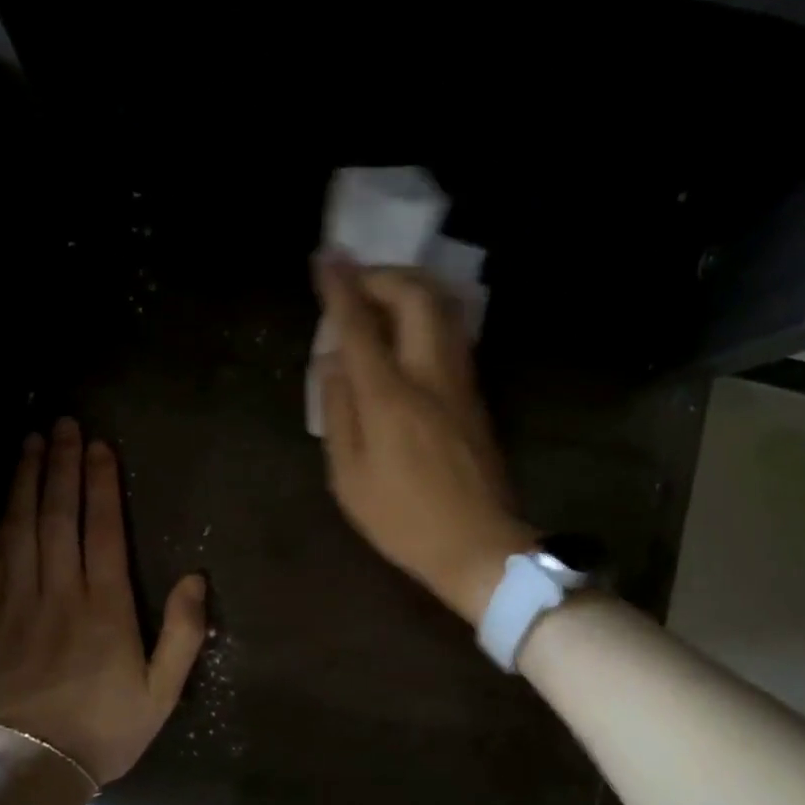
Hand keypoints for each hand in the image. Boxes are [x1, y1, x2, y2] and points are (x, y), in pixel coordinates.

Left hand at [0, 418, 207, 784]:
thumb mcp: (162, 690)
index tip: (99, 446)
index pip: (102, 528)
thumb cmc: (105, 729)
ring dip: (26, 481)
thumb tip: (196, 578)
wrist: (32, 769)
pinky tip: (3, 503)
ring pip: (20, 528)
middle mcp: (59, 592)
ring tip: (31, 444)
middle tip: (62, 425)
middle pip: (58, 514)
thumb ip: (183, 632)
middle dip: (61, 465)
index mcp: (104, 606)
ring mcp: (15, 603)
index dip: (101, 483)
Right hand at [314, 258, 534, 625]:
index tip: (325, 258)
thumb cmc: (403, 519)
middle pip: (416, 297)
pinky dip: (424, 316)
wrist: (479, 546)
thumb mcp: (349, 476)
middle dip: (383, 276)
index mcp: (390, 398)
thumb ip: (338, 411)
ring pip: (442, 310)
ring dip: (408, 290)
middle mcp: (430, 376)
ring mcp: (460, 382)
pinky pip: (450, 334)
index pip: (361, 325)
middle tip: (354, 284)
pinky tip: (403, 333)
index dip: (340, 287)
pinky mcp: (475, 395)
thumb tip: (333, 362)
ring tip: (377, 301)